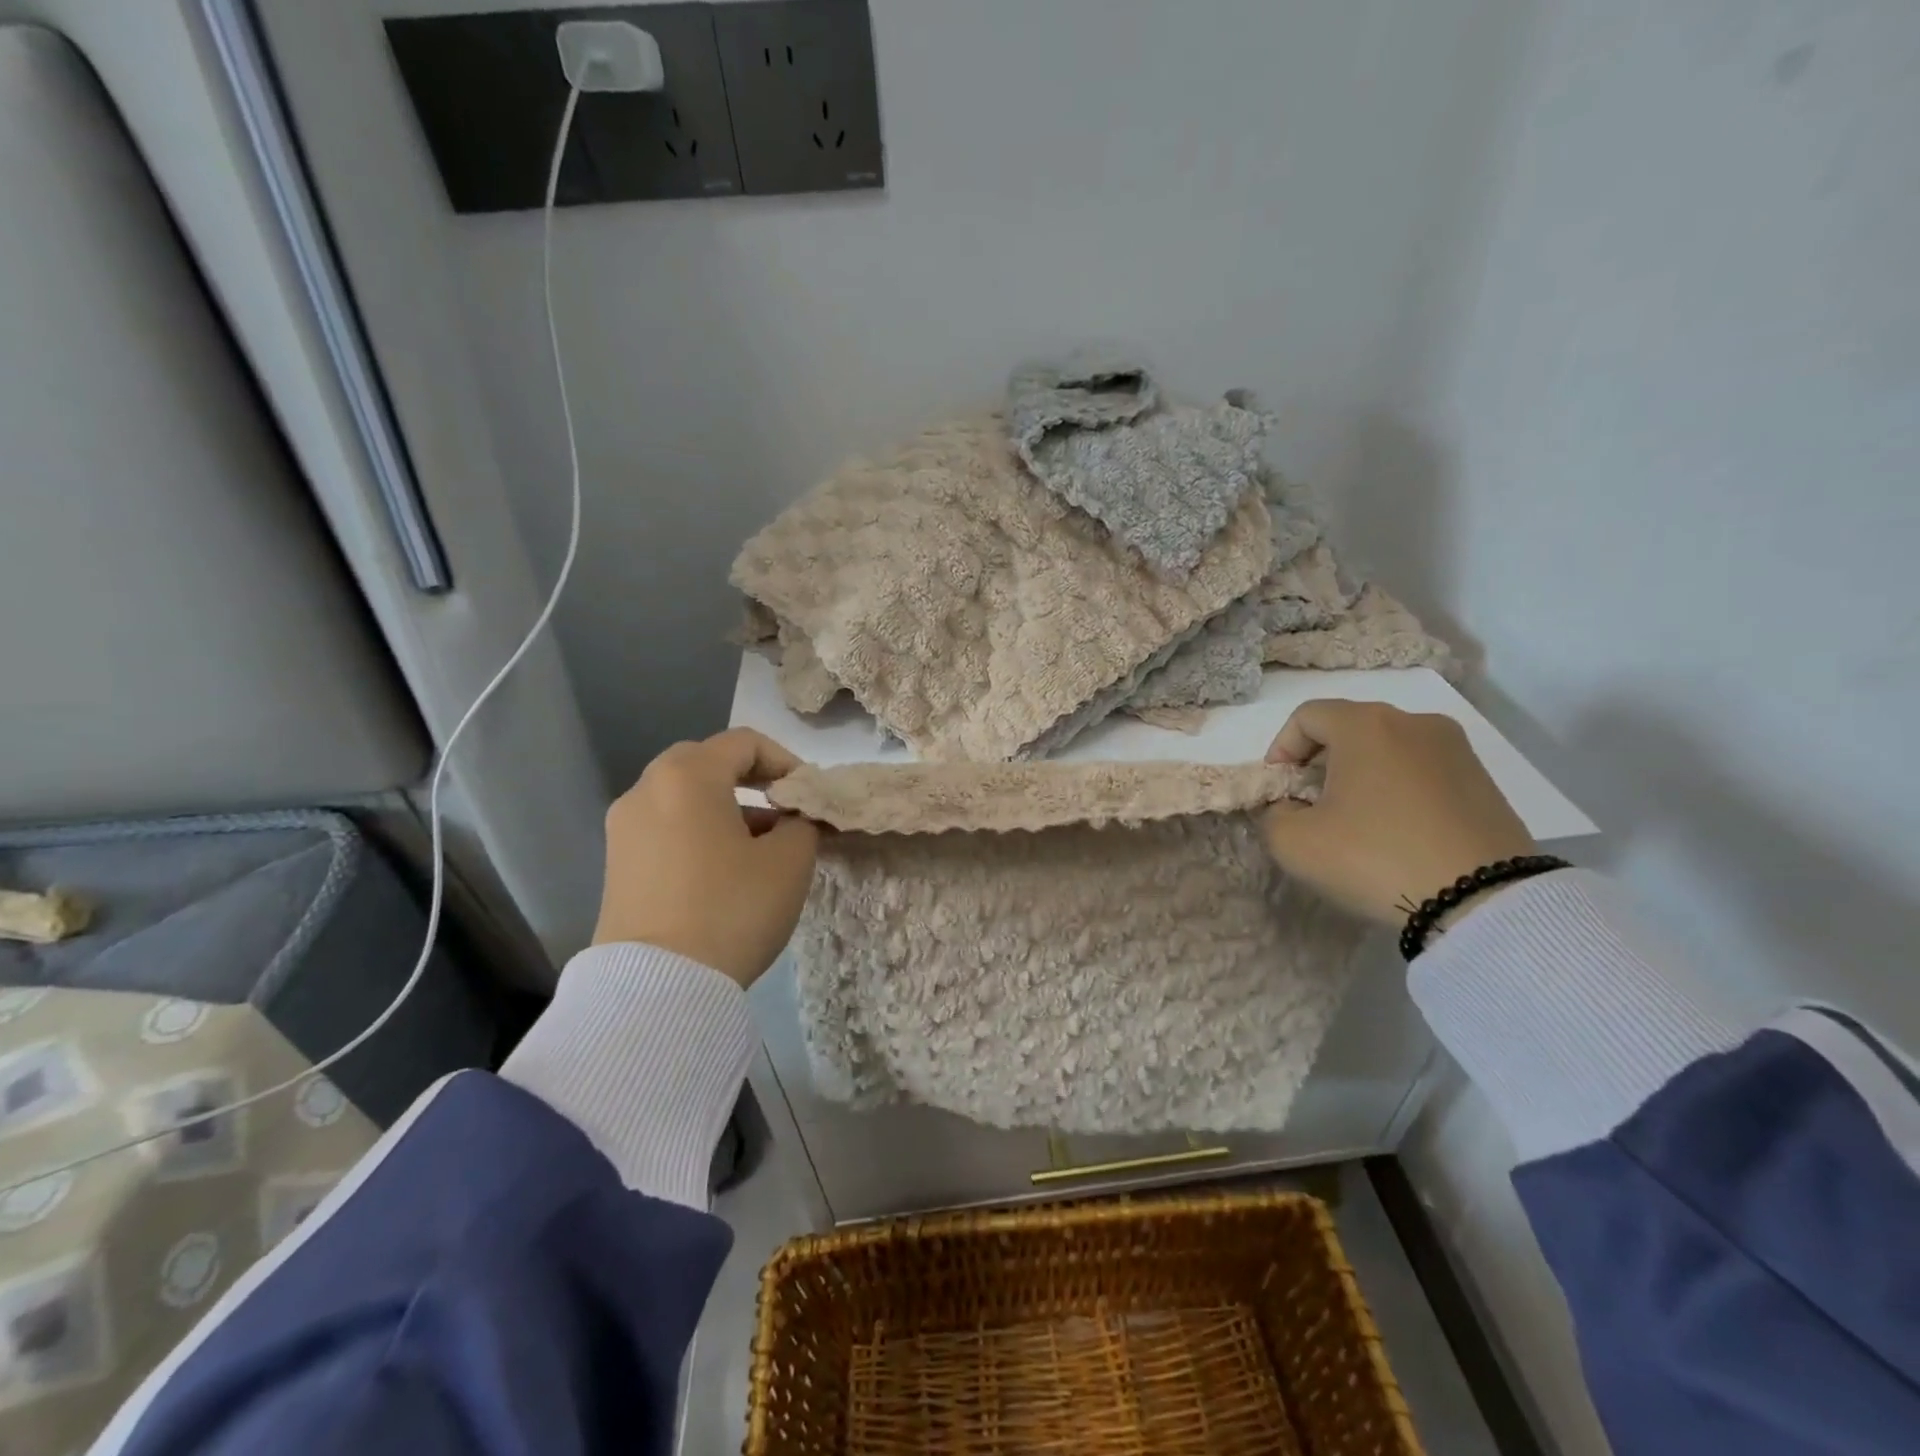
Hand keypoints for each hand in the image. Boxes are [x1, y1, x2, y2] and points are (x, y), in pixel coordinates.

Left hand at [593, 728, 818, 987]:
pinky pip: (665, 826)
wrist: (657, 986)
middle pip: (707, 762)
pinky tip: (724, 869)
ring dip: (726, 807)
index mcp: (688, 775)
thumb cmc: (731, 908)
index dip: (786, 761)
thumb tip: (795, 817)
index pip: (745, 743)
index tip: (808, 795)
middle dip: (751, 780)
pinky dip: (698, 831)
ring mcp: (624, 827)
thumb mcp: (790, 861)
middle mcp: (647, 789)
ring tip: (761, 847)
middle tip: (782, 811)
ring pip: (684, 796)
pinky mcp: (617, 864)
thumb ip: (802, 823)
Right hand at [1261, 700, 1535, 925]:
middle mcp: (1413, 722)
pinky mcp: (1484, 780)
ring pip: (1389, 749)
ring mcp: (1456, 749)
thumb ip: (1273, 814)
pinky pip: (1423, 771)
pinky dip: (1399, 789)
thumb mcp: (1293, 843)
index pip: (1306, 716)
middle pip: (1350, 728)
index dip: (1282, 749)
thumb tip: (1291, 806)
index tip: (1280, 789)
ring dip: (1361, 775)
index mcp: (1366, 725)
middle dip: (1321, 762)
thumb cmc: (1374, 857)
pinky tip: (1396, 831)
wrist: (1483, 901)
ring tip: (1355, 821)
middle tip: (1311, 805)